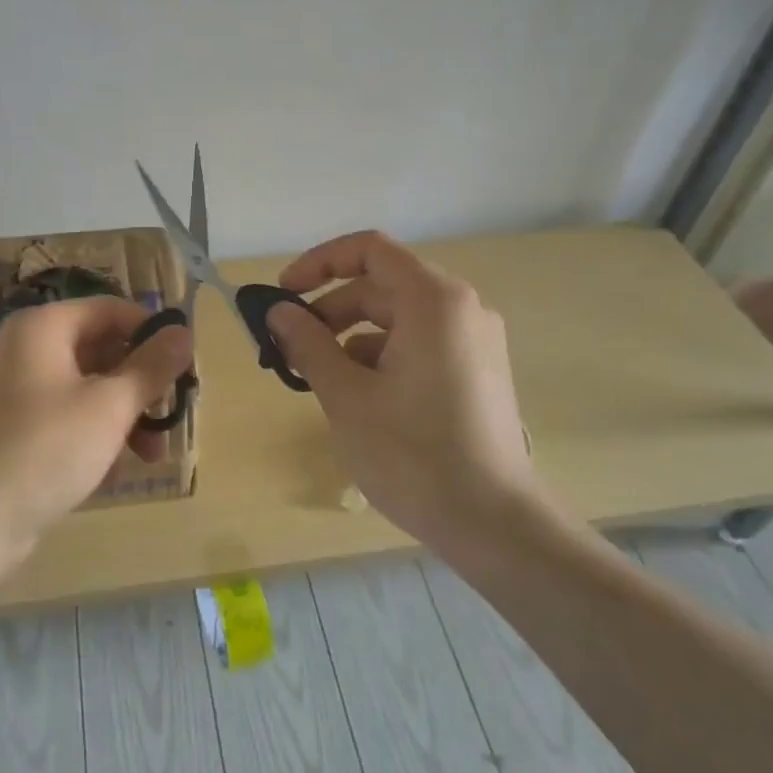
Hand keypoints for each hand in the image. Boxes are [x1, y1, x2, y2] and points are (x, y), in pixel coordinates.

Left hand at [0, 296, 192, 565]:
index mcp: (43, 327)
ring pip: (86, 388)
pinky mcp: (12, 429)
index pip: (112, 310)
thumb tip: (184, 332)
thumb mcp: (109, 406)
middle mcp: (26, 348)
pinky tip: (111, 472)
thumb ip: (151, 367)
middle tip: (171, 417)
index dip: (153, 334)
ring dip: (123, 417)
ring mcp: (15, 390)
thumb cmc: (45, 449)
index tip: (185, 368)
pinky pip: (65, 418)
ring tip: (149, 456)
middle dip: (140, 385)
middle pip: (101, 350)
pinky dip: (93, 436)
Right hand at [265, 230, 549, 545]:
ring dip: (353, 337)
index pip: (369, 250)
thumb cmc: (412, 454)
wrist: (493, 523)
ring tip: (320, 379)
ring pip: (400, 318)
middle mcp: (461, 308)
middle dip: (331, 309)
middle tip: (291, 347)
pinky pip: (420, 344)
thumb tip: (279, 312)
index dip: (319, 263)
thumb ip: (308, 344)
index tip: (284, 295)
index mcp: (433, 301)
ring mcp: (475, 340)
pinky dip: (383, 357)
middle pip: (383, 286)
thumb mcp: (347, 396)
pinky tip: (359, 397)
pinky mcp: (478, 371)